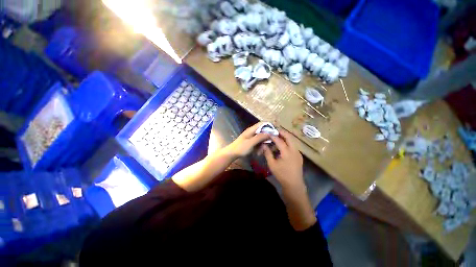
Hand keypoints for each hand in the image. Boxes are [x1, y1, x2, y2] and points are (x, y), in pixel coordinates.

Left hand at [226, 122, 270, 157]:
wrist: (232, 153)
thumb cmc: (241, 147)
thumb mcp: (251, 143)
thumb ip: (260, 137)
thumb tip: (269, 132)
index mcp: (251, 130)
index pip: (262, 124)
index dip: (269, 126)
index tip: (276, 131)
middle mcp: (252, 132)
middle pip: (263, 131)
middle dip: (267, 138)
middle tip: (270, 145)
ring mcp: (251, 137)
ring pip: (261, 138)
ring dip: (263, 144)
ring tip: (261, 151)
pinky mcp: (251, 142)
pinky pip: (258, 143)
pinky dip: (259, 147)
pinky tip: (258, 153)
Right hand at [262, 129, 314, 230]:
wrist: (294, 185)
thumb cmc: (282, 175)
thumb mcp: (272, 164)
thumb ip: (267, 153)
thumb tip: (263, 145)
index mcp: (287, 152)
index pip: (279, 140)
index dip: (273, 136)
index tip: (268, 132)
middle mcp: (294, 150)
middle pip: (289, 137)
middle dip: (282, 132)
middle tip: (275, 130)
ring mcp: (298, 153)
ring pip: (292, 141)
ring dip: (285, 138)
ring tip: (277, 138)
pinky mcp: (299, 156)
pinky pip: (293, 146)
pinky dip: (287, 143)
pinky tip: (282, 147)